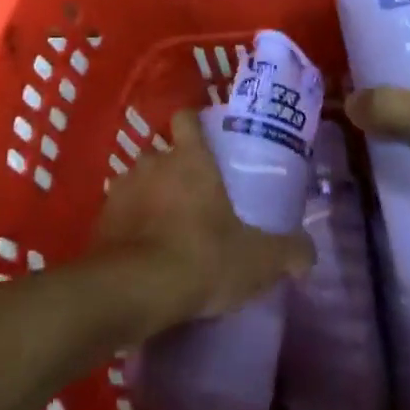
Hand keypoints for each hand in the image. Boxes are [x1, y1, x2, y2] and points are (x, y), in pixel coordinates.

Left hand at [89, 110, 314, 335]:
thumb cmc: (201, 258)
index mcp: (190, 158)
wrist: (132, 292)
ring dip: (149, 197)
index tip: (206, 140)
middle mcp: (152, 163)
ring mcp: (121, 190)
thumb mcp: (258, 260)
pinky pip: (119, 214)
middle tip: (194, 196)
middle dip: (174, 169)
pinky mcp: (100, 222)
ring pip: (137, 182)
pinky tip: (143, 252)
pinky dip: (129, 226)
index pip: (186, 118)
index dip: (195, 124)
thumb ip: (288, 253)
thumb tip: (309, 255)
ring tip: (167, 227)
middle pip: (161, 152)